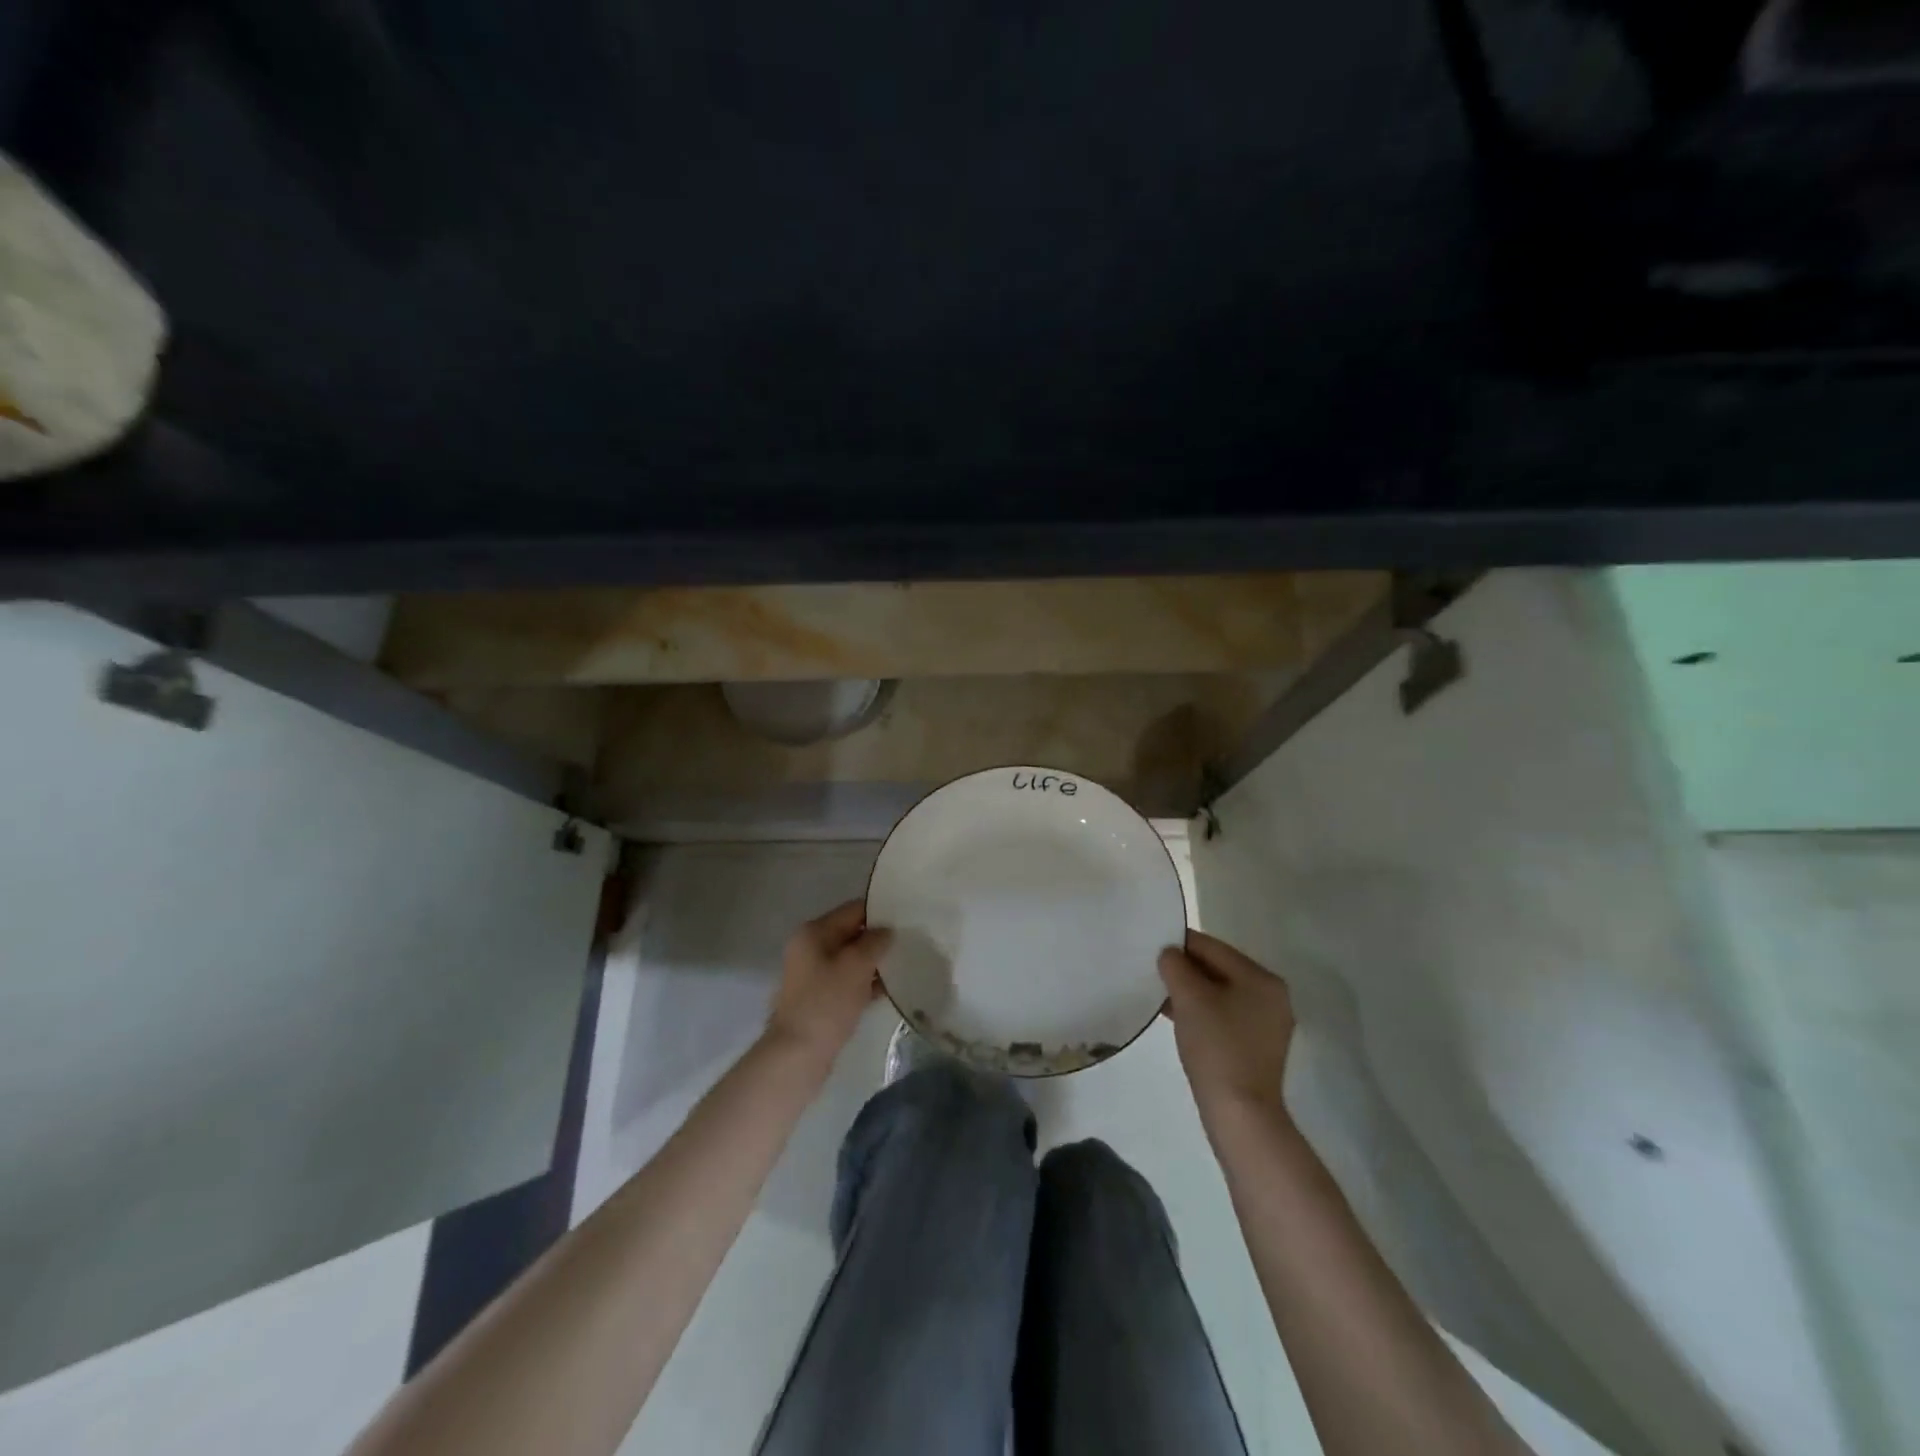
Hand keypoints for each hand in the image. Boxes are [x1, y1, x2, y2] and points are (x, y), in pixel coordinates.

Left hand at [765, 900, 891, 1068]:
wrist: (798, 1054)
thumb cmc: (827, 1002)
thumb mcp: (856, 965)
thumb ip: (875, 942)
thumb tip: (887, 931)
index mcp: (814, 932)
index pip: (853, 910)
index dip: (880, 912)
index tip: (906, 919)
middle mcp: (810, 947)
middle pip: (852, 933)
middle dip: (878, 939)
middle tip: (910, 943)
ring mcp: (813, 974)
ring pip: (851, 959)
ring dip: (874, 962)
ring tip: (904, 965)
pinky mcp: (820, 997)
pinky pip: (848, 981)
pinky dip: (866, 982)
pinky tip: (889, 989)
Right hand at [1158, 930, 1295, 1121]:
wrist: (1240, 1114)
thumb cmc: (1216, 1047)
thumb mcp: (1189, 998)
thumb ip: (1176, 966)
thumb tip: (1170, 954)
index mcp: (1262, 978)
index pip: (1213, 947)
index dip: (1180, 944)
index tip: (1151, 946)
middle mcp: (1271, 996)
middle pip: (1218, 969)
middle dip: (1185, 970)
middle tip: (1152, 972)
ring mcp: (1267, 1024)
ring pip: (1220, 993)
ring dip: (1190, 992)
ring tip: (1159, 995)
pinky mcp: (1256, 1047)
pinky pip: (1224, 1015)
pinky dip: (1201, 1012)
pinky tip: (1176, 1018)